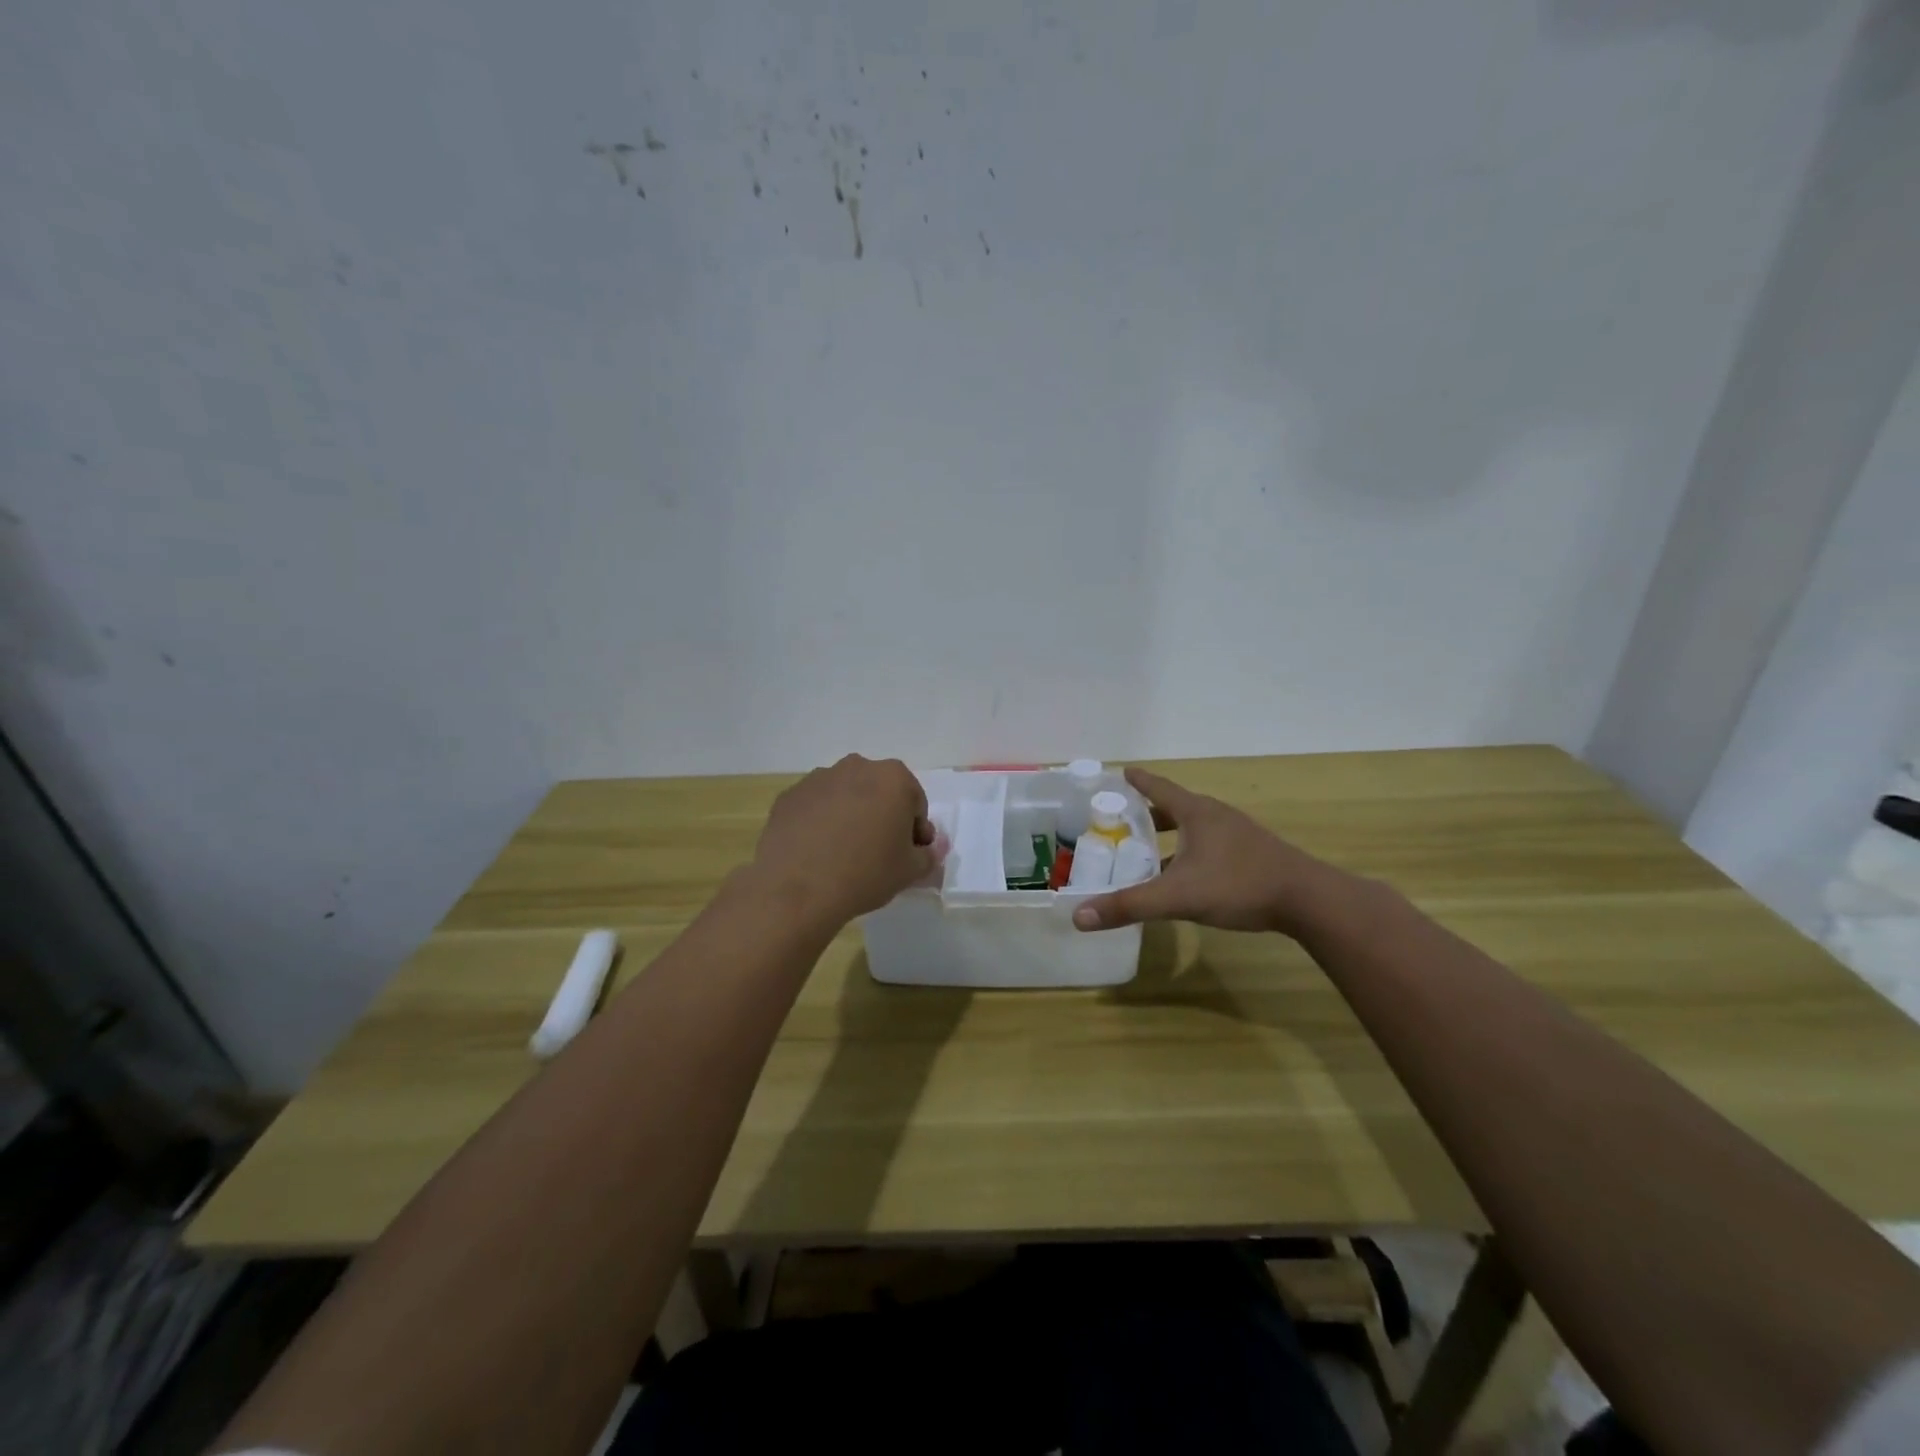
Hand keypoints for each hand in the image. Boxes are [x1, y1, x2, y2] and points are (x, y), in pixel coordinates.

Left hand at [749, 755, 939, 927]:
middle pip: (879, 792)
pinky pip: (815, 807)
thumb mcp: (910, 871)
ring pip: (846, 796)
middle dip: (883, 816)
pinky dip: (820, 822)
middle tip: (878, 852)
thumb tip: (927, 850)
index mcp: (893, 778)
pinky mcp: (790, 796)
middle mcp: (857, 767)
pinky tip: (817, 852)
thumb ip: (927, 855)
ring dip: (851, 816)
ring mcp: (819, 778)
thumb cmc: (866, 873)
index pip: (915, 803)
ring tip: (843, 853)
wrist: (798, 889)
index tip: (908, 854)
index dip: (915, 830)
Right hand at [1071, 767, 1351, 937]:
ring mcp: (1238, 835)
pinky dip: (1191, 851)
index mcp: (1197, 813)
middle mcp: (1216, 816)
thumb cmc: (1239, 885)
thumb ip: (1129, 906)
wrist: (1308, 900)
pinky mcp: (1253, 854)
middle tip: (1123, 819)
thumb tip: (1079, 917)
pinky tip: (1187, 875)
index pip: (1158, 788)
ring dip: (1171, 833)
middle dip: (1149, 812)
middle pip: (1176, 806)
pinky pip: (1211, 845)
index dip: (1138, 781)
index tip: (1121, 771)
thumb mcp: (1177, 896)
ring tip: (1149, 849)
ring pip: (1195, 827)